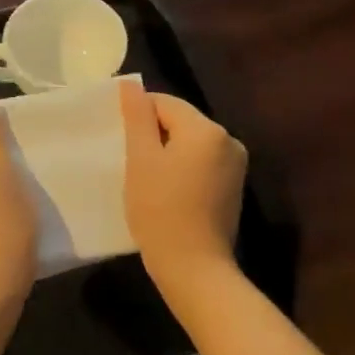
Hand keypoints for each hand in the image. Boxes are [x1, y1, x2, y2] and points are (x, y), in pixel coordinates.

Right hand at [120, 81, 246, 303]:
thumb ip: (137, 117)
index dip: (138, 116)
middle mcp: (228, 140)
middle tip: (128, 159)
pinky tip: (165, 190)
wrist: (195, 269)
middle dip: (153, 134)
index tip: (119, 139)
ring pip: (190, 143)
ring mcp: (235, 165)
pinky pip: (201, 163)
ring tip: (144, 176)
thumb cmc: (160, 210)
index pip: (164, 103)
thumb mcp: (141, 159)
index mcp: (207, 129)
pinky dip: (181, 168)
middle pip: (180, 121)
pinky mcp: (233, 188)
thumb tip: (131, 85)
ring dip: (166, 152)